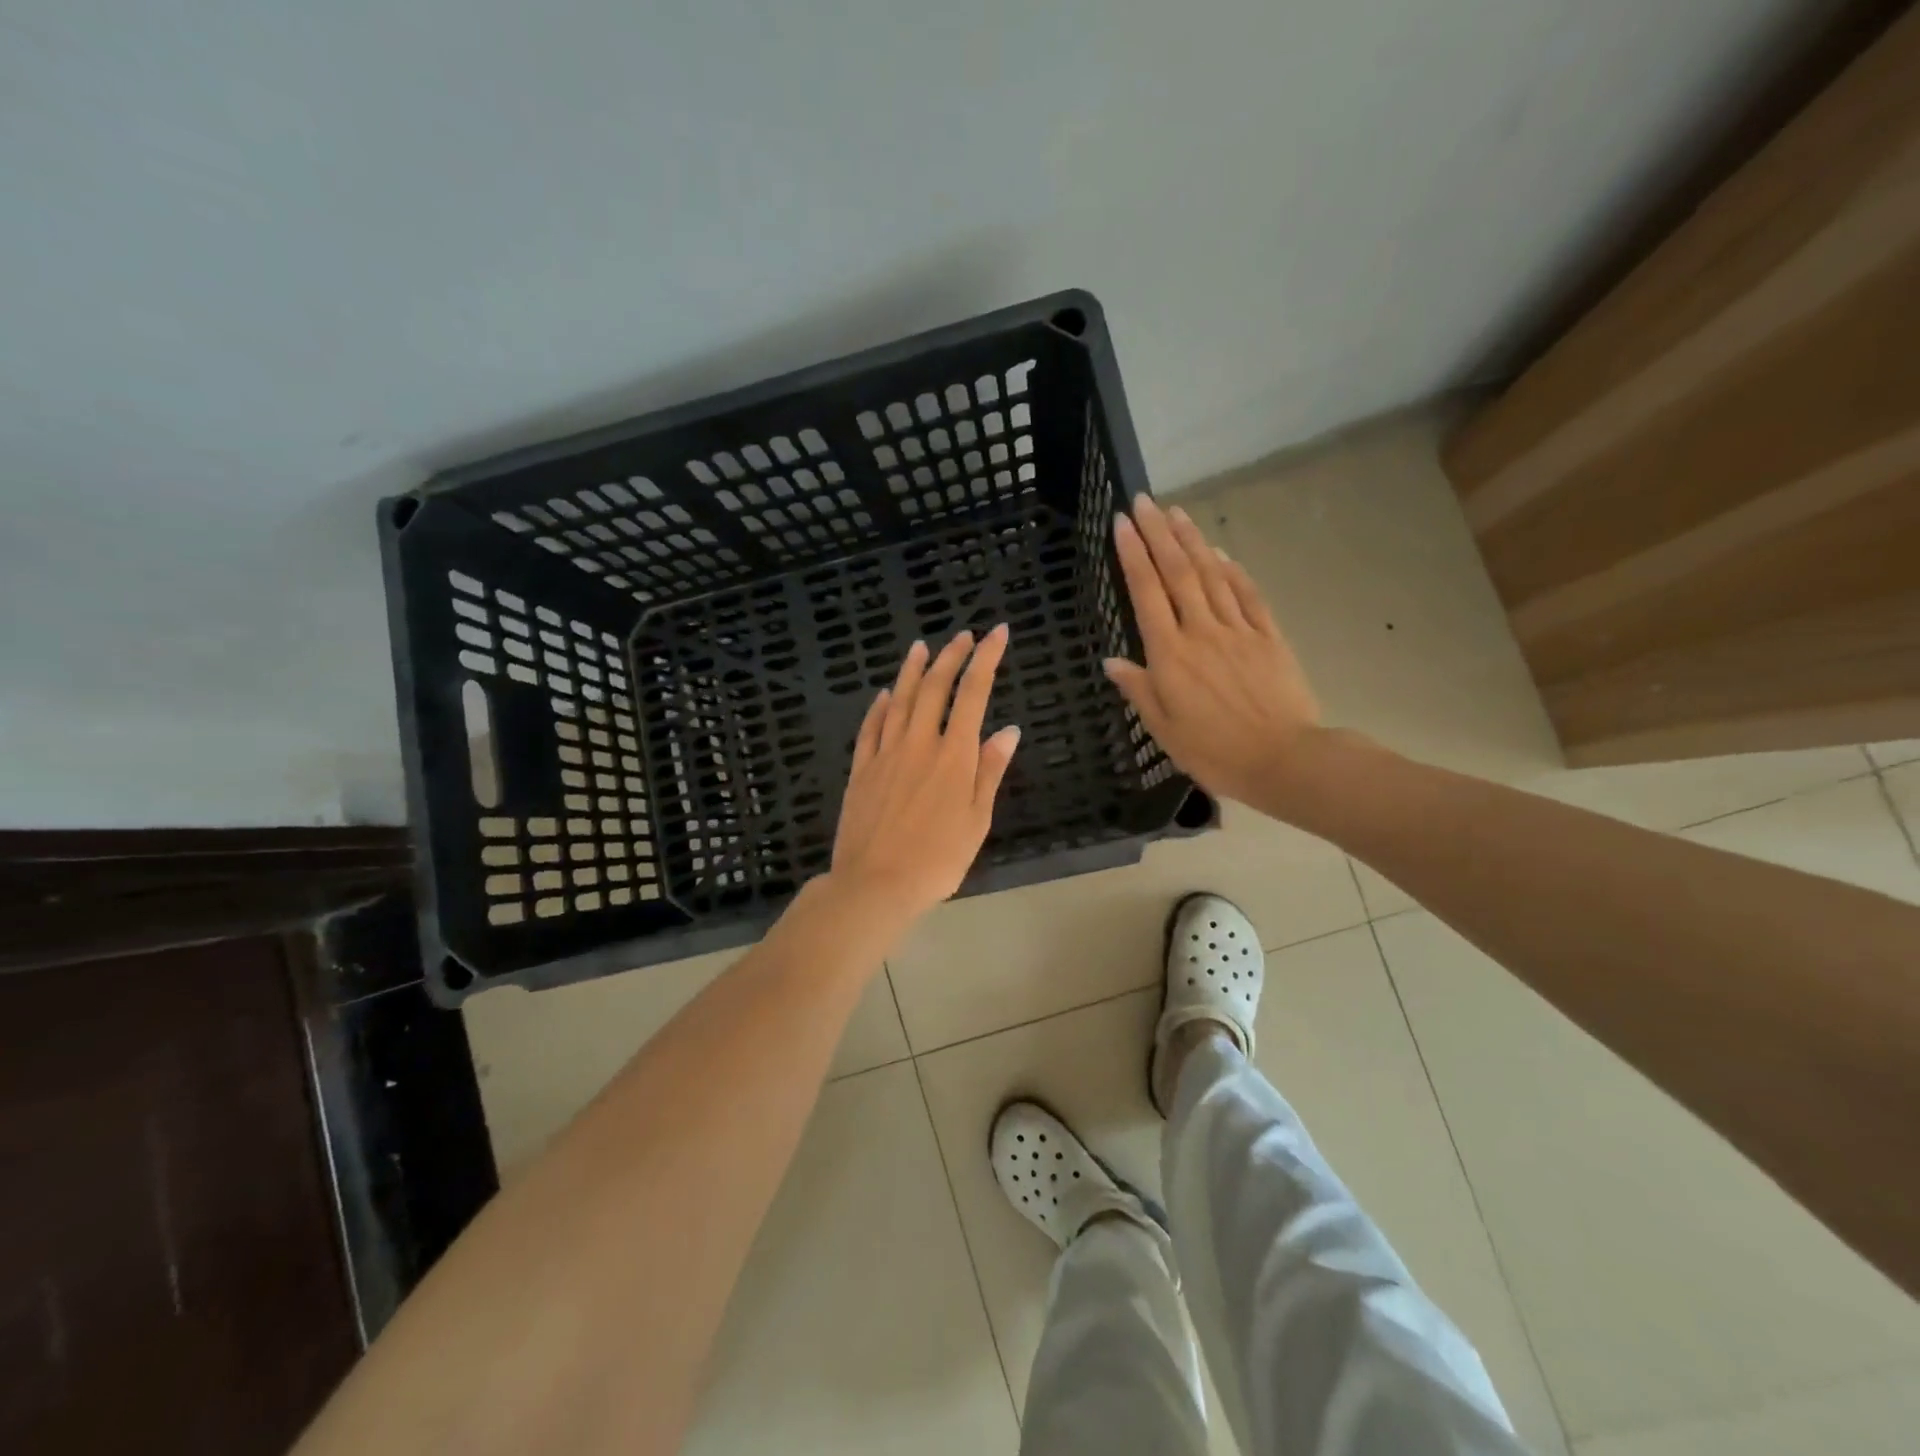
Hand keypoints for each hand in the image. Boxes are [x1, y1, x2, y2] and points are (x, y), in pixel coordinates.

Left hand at [828, 627, 1021, 921]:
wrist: (875, 884)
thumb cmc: (937, 860)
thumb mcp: (976, 820)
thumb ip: (990, 771)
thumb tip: (1008, 730)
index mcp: (953, 756)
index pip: (973, 694)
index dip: (986, 659)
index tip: (996, 633)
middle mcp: (919, 744)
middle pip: (934, 687)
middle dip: (951, 656)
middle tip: (962, 635)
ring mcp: (885, 754)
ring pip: (898, 700)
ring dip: (911, 670)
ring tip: (921, 646)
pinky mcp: (861, 769)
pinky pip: (870, 728)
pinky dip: (879, 706)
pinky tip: (883, 694)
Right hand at [1103, 497, 1324, 816]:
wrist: (1284, 760)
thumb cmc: (1215, 752)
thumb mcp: (1165, 730)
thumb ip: (1139, 689)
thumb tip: (1111, 661)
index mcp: (1171, 655)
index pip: (1147, 593)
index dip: (1133, 555)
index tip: (1122, 523)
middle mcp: (1202, 631)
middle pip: (1178, 573)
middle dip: (1159, 534)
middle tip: (1144, 501)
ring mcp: (1239, 630)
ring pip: (1213, 575)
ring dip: (1193, 540)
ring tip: (1176, 512)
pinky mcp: (1269, 637)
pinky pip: (1248, 595)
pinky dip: (1233, 569)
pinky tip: (1222, 552)